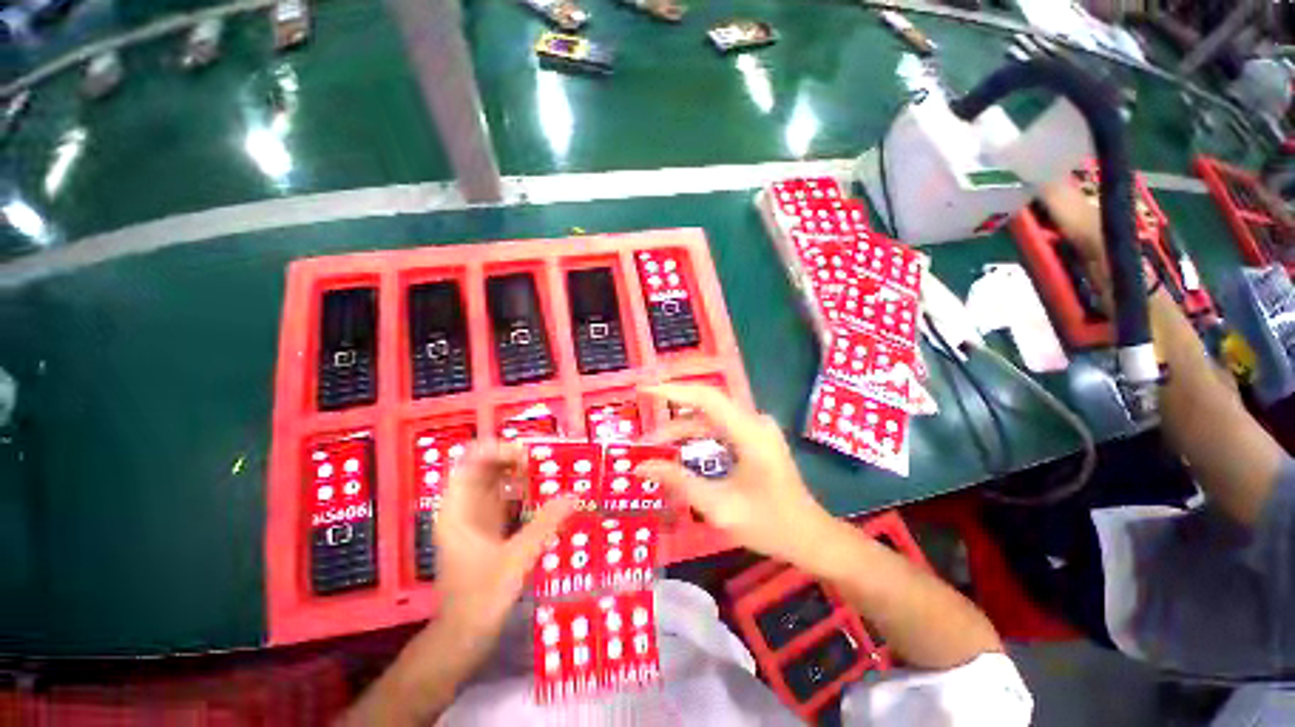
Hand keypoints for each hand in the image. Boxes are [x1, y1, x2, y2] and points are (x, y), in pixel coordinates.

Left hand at [434, 442, 575, 642]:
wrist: (463, 637)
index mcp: (458, 510)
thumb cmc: (481, 597)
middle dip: (512, 459)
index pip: (470, 462)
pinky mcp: (487, 529)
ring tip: (547, 470)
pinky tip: (542, 493)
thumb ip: (545, 524)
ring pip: (495, 482)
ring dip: (518, 474)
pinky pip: (503, 499)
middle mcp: (463, 508)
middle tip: (544, 459)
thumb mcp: (516, 558)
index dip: (496, 450)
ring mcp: (474, 519)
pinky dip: (521, 491)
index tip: (526, 452)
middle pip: (484, 468)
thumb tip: (574, 495)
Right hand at [636, 384, 836, 570]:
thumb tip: (641, 466)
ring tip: (654, 446)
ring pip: (710, 418)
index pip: (706, 397)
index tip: (645, 390)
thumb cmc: (769, 524)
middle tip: (643, 431)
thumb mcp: (719, 506)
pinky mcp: (755, 437)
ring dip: (682, 429)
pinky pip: (719, 428)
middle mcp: (754, 421)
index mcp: (750, 432)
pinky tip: (679, 450)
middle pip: (706, 405)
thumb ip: (678, 482)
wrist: (811, 537)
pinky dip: (696, 436)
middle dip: (671, 415)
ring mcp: (756, 428)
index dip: (673, 390)